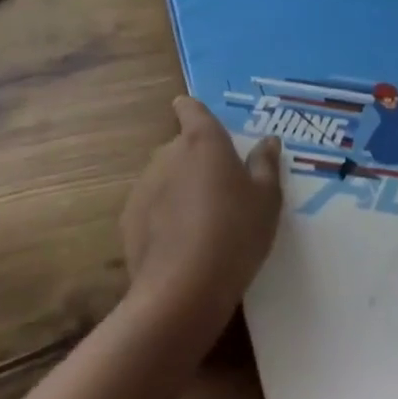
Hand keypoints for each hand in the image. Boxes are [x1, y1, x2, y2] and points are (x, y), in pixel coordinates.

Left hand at [121, 98, 281, 336]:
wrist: (183, 289)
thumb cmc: (235, 233)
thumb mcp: (266, 201)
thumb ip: (266, 165)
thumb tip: (268, 140)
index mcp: (203, 140)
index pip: (192, 109)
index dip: (192, 110)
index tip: (196, 118)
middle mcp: (169, 152)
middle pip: (181, 147)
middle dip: (195, 161)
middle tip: (219, 191)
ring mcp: (145, 184)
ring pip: (165, 178)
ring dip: (178, 190)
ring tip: (200, 225)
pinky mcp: (129, 217)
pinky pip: (150, 208)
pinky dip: (162, 218)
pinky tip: (179, 247)